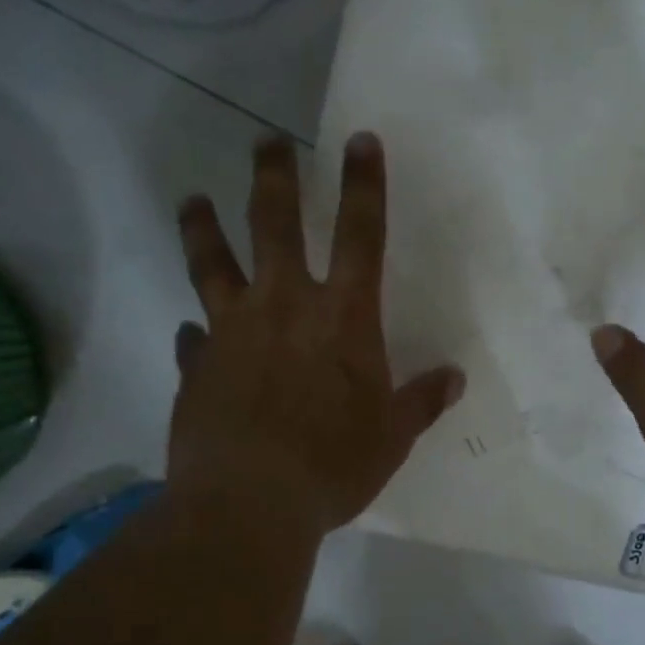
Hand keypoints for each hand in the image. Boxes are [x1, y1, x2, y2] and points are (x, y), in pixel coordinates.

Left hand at [172, 133, 464, 537]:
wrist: (249, 504)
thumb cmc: (333, 465)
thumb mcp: (392, 437)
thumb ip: (422, 401)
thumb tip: (454, 378)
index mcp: (342, 317)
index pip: (360, 235)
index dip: (364, 185)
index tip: (360, 140)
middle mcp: (284, 307)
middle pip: (274, 224)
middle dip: (274, 177)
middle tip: (267, 142)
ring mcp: (231, 332)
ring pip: (211, 262)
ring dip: (202, 227)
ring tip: (192, 199)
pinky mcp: (195, 366)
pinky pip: (191, 338)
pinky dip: (193, 333)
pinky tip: (190, 333)